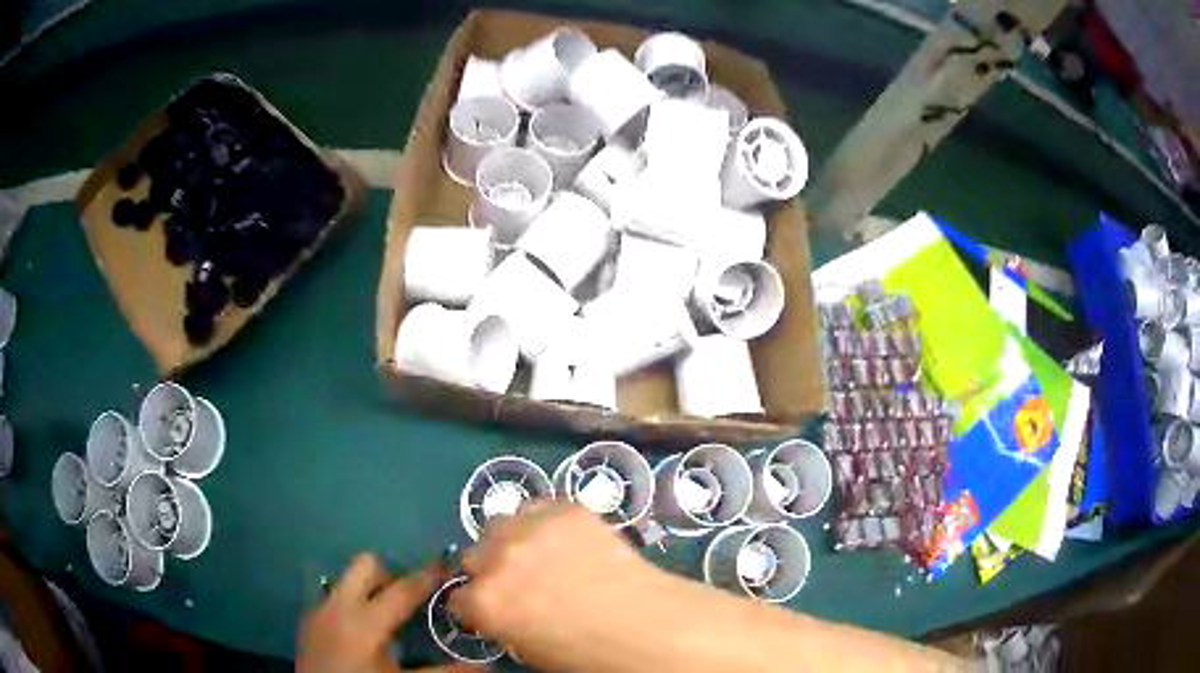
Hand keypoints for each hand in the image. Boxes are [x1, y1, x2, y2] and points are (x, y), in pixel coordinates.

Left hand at [298, 553, 477, 672]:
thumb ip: (442, 672)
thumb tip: (486, 666)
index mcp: (365, 621)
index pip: (403, 589)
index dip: (428, 576)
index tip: (449, 564)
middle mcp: (339, 605)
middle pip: (366, 565)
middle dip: (391, 574)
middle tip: (411, 599)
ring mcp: (320, 610)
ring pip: (347, 579)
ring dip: (370, 588)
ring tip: (389, 615)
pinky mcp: (309, 620)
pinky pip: (335, 597)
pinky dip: (353, 604)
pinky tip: (364, 631)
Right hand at [450, 501, 681, 671]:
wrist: (647, 625)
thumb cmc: (587, 653)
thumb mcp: (528, 650)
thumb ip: (501, 623)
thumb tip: (499, 609)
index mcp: (484, 602)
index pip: (458, 599)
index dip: (476, 608)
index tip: (494, 610)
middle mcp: (497, 560)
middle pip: (473, 556)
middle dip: (490, 571)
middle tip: (521, 583)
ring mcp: (530, 529)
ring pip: (499, 524)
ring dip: (510, 540)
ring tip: (542, 555)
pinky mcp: (564, 509)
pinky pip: (539, 509)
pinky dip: (545, 523)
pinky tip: (567, 539)